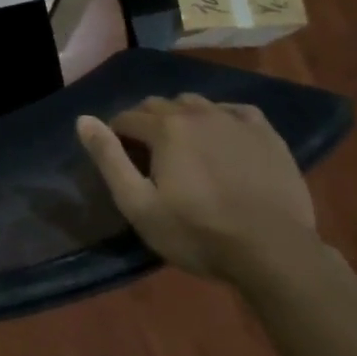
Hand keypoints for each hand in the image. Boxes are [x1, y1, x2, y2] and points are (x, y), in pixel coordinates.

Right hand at [76, 96, 316, 279]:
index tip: (119, 157)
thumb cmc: (198, 233)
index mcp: (165, 128)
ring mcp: (235, 120)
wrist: (274, 252)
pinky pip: (234, 110)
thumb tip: (83, 120)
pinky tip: (222, 139)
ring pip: (195, 103)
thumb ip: (109, 159)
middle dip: (146, 123)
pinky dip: (220, 118)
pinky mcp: (266, 133)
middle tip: (148, 155)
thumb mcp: (139, 205)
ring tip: (184, 147)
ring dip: (181, 118)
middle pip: (159, 105)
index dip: (116, 134)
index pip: (127, 118)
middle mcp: (197, 112)